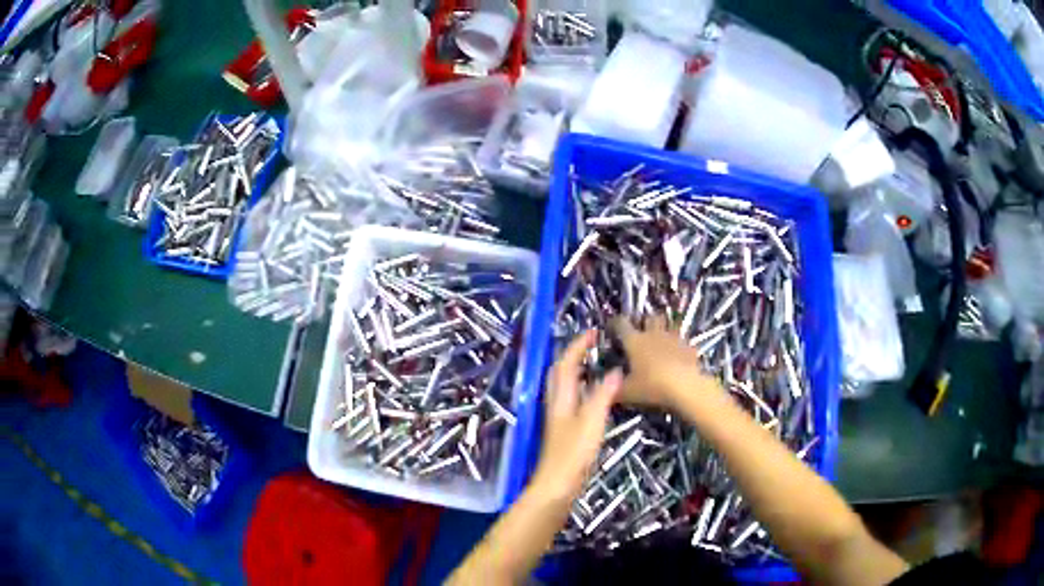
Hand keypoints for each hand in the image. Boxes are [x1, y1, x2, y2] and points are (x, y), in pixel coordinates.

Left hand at [533, 330, 622, 502]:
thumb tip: (614, 370)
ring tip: (595, 363)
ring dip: (576, 369)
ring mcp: (558, 418)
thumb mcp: (591, 422)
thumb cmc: (573, 454)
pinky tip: (595, 396)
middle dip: (573, 354)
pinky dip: (582, 388)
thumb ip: (603, 395)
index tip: (593, 332)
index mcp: (561, 398)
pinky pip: (572, 398)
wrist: (556, 485)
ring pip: (564, 385)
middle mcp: (556, 404)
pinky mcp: (564, 430)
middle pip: (559, 371)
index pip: (566, 363)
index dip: (578, 345)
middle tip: (592, 345)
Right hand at [611, 315, 720, 410]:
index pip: (621, 324)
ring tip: (661, 342)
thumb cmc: (651, 386)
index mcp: (635, 341)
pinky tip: (678, 357)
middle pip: (650, 317)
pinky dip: (679, 347)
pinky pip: (683, 343)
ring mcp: (674, 338)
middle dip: (645, 322)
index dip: (615, 323)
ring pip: (669, 326)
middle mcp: (654, 334)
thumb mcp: (627, 393)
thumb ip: (614, 390)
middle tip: (642, 332)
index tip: (612, 326)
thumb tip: (606, 389)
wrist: (686, 387)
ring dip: (664, 331)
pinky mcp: (689, 347)